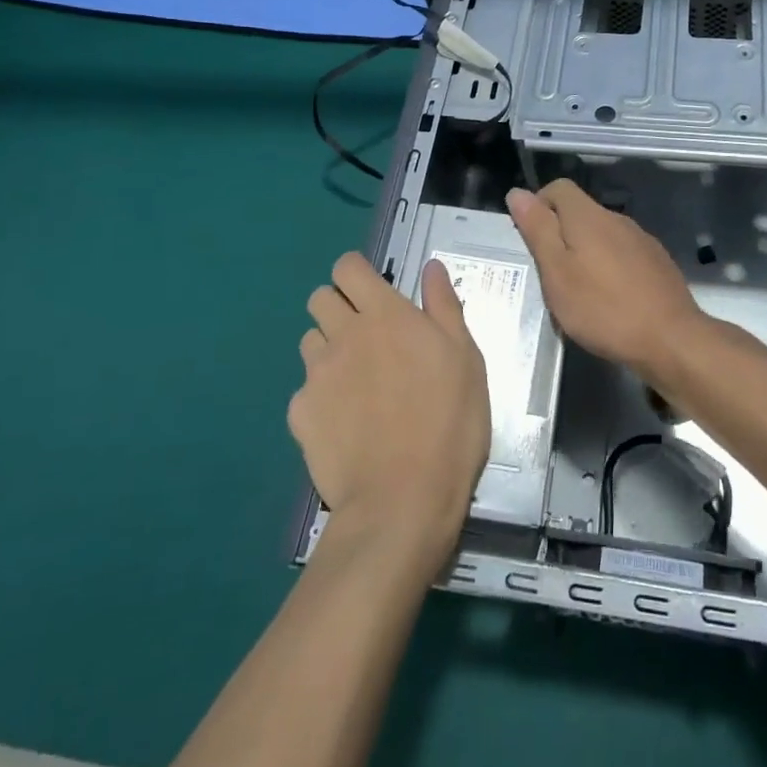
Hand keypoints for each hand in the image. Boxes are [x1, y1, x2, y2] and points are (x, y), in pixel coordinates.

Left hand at [292, 254, 489, 558]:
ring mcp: (317, 375)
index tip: (373, 292)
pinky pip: (304, 390)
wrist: (403, 499)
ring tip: (355, 380)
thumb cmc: (449, 421)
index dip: (356, 273)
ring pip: (309, 341)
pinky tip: (345, 423)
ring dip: (328, 348)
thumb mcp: (465, 357)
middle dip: (338, 306)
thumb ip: (444, 306)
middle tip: (367, 336)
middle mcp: (344, 334)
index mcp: (385, 314)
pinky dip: (320, 397)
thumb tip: (431, 266)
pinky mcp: (300, 414)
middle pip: (319, 298)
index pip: (348, 267)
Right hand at [506, 179, 704, 376]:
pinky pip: (622, 253)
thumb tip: (517, 193)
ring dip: (585, 252)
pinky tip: (609, 297)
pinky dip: (608, 266)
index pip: (558, 188)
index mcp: (589, 216)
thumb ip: (538, 230)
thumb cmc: (603, 308)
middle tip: (550, 273)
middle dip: (560, 233)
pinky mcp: (657, 261)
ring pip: (602, 234)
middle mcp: (617, 218)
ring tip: (578, 290)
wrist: (670, 339)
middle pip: (580, 211)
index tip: (531, 240)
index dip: (538, 205)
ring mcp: (641, 239)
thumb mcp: (557, 273)